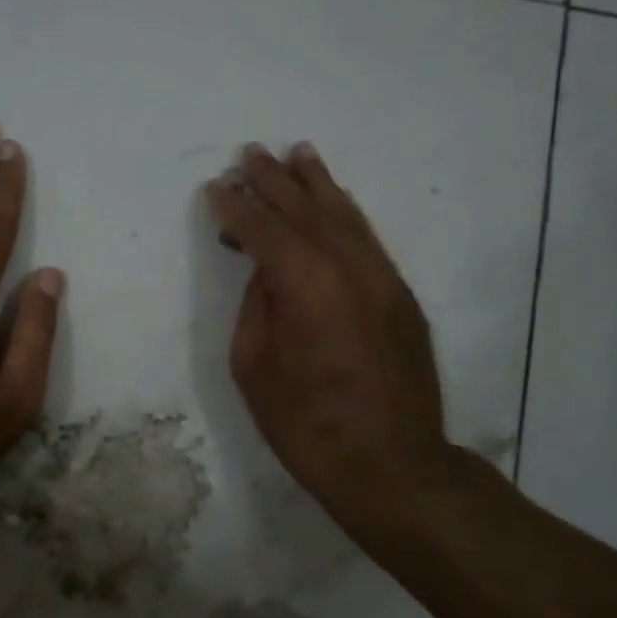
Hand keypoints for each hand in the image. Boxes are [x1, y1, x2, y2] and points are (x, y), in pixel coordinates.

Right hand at [206, 142, 457, 532]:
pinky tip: (333, 203)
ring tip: (297, 154)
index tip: (215, 188)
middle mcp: (349, 267)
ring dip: (317, 185)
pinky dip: (345, 215)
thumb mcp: (255, 368)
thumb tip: (266, 274)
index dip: (237, 207)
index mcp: (306, 284)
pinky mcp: (400, 296)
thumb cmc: (307, 424)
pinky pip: (367, 240)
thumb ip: (257, 307)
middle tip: (250, 153)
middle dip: (275, 181)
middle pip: (306, 211)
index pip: (264, 230)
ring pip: (345, 217)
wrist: (391, 464)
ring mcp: (382, 279)